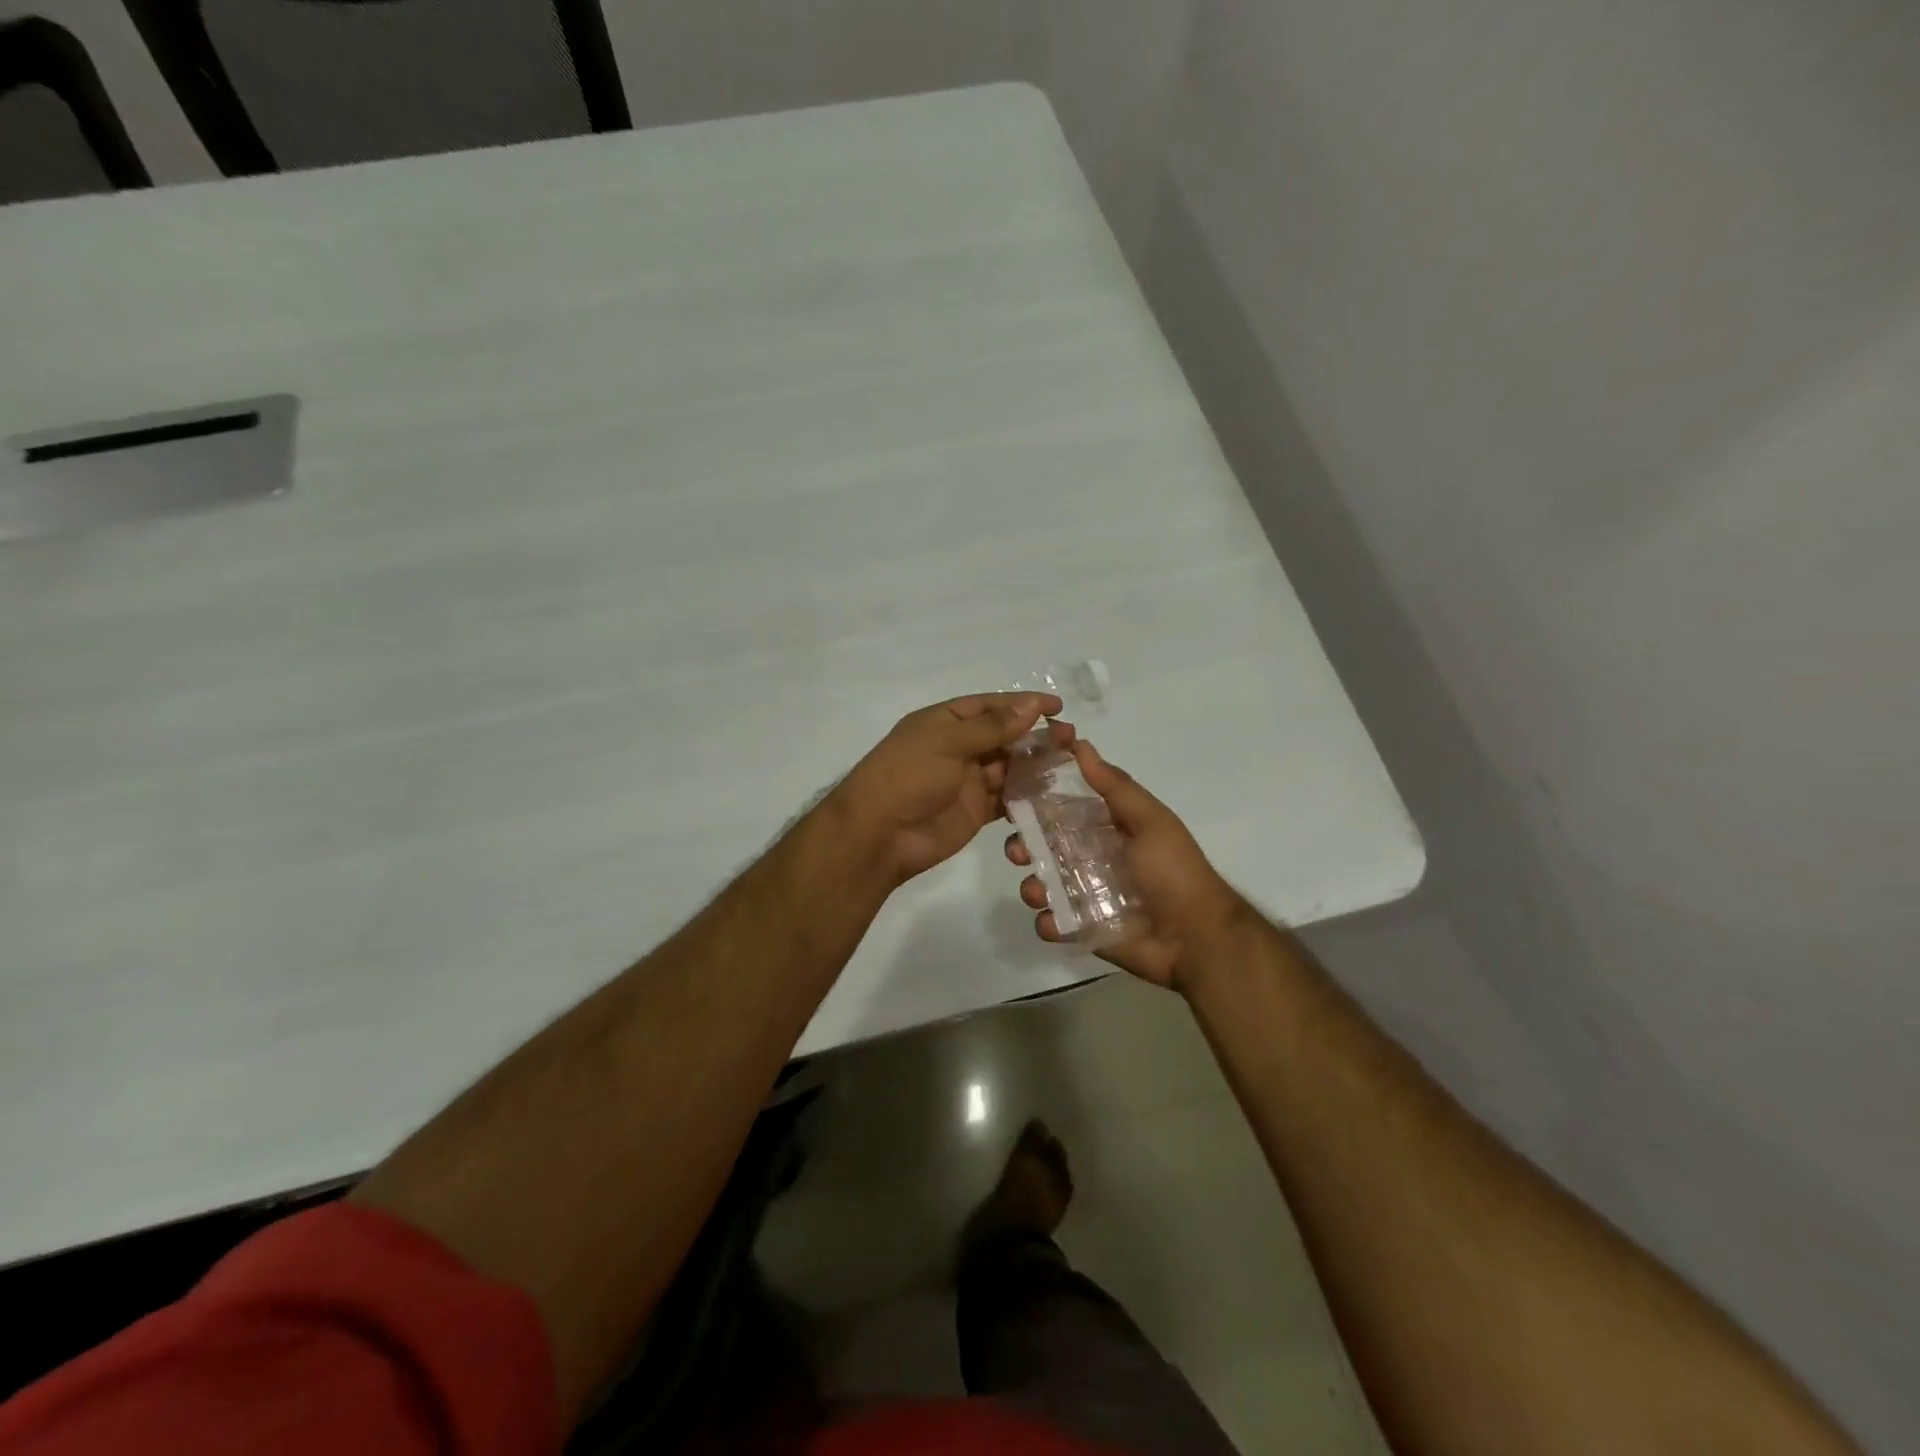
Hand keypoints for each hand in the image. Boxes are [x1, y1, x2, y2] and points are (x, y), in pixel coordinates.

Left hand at [834, 692, 1060, 885]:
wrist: (879, 835)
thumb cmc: (908, 776)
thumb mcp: (947, 742)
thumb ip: (992, 727)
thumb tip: (1031, 705)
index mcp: (944, 722)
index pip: (989, 706)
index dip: (1022, 704)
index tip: (1056, 706)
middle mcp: (957, 748)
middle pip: (1003, 736)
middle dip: (1035, 735)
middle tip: (1070, 738)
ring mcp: (966, 781)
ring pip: (1008, 767)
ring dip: (1035, 764)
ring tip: (1068, 762)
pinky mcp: (975, 811)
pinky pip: (1006, 798)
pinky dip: (1026, 794)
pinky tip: (1051, 791)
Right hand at [1004, 740, 1246, 990]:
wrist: (1196, 937)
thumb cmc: (1173, 871)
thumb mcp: (1149, 820)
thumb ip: (1114, 785)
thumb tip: (1080, 744)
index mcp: (1106, 829)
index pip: (1062, 808)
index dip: (1036, 800)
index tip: (1013, 791)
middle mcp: (1091, 858)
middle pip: (1044, 846)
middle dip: (1023, 845)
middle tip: (1018, 850)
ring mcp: (1086, 895)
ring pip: (1042, 884)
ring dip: (1031, 885)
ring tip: (1038, 891)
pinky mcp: (1083, 930)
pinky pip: (1053, 923)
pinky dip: (1047, 922)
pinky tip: (1055, 921)